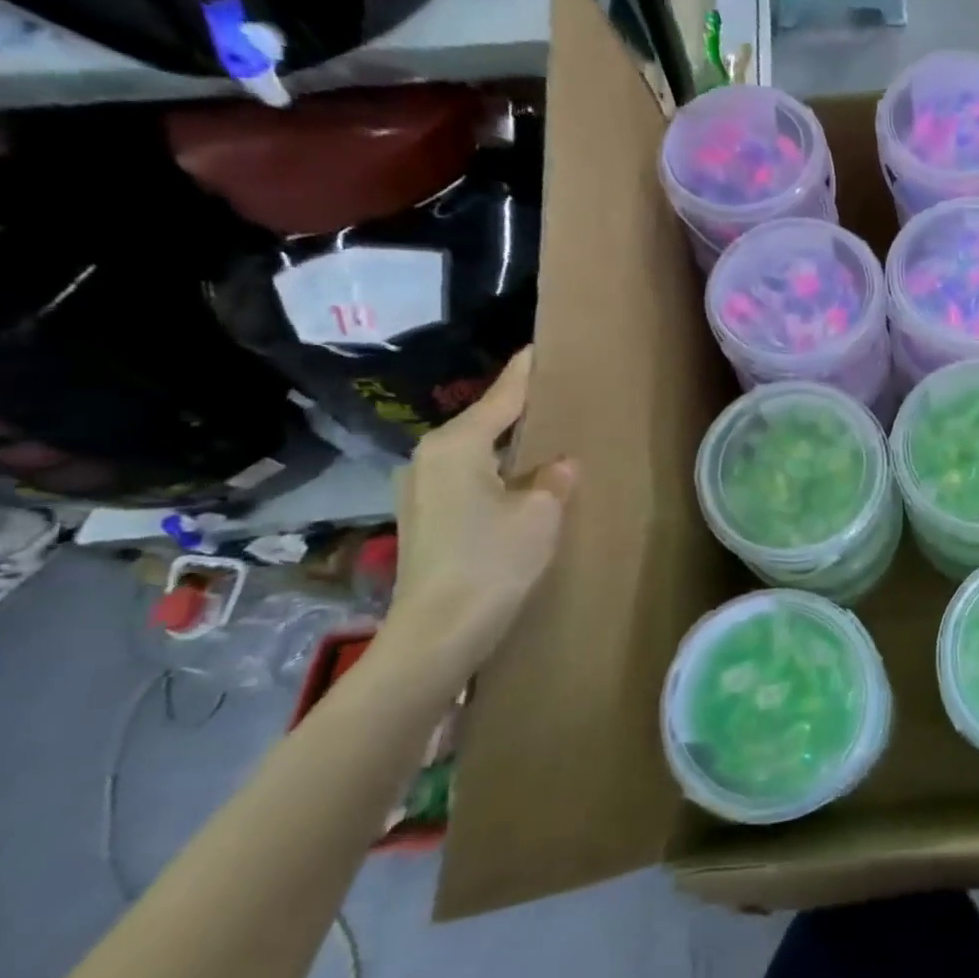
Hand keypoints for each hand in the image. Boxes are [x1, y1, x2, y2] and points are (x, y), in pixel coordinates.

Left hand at [385, 350, 575, 668]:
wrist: (439, 629)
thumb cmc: (493, 560)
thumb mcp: (540, 513)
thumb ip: (553, 479)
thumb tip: (559, 466)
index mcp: (455, 446)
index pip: (500, 399)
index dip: (524, 375)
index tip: (539, 348)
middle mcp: (428, 459)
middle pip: (482, 424)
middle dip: (515, 412)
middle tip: (553, 398)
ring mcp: (419, 490)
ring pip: (473, 454)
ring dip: (506, 448)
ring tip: (542, 442)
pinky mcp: (423, 518)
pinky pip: (467, 479)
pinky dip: (494, 474)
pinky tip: (519, 484)